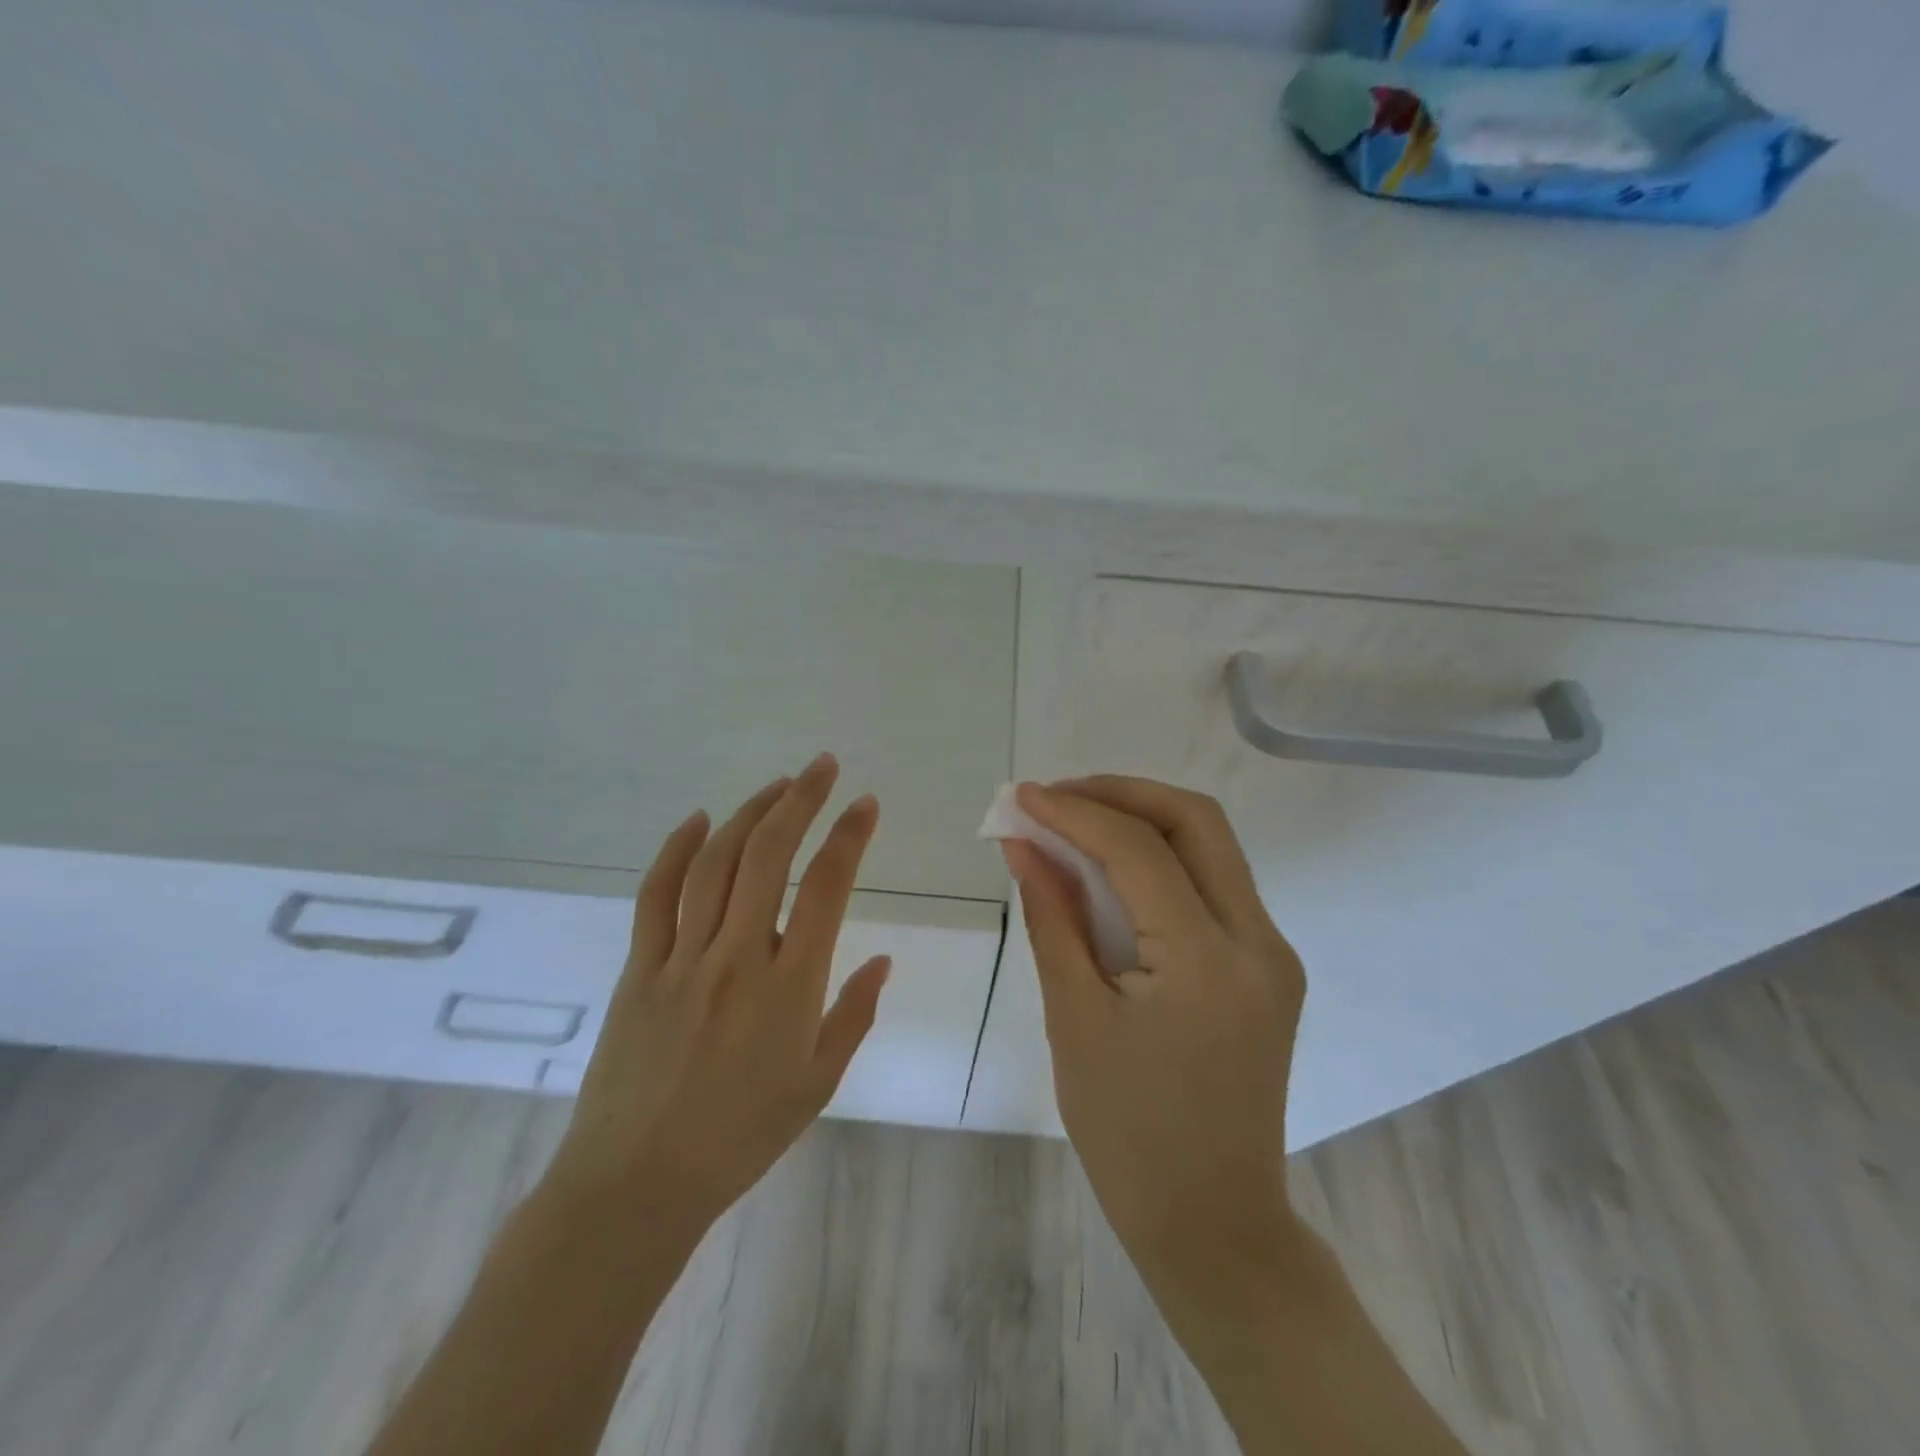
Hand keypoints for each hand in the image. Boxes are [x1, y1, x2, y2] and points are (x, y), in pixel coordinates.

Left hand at [545, 754, 890, 1234]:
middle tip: (822, 767)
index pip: (826, 888)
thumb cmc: (741, 1137)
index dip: (849, 837)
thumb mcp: (817, 1083)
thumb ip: (854, 1014)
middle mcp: (737, 957)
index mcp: (789, 986)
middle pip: (769, 856)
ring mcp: (682, 958)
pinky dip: (677, 850)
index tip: (865, 804)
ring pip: (715, 863)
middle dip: (800, 800)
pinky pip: (656, 895)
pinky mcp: (640, 968)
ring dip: (749, 814)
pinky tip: (699, 820)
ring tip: (776, 786)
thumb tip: (882, 960)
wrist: (637, 1183)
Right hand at [1002, 777, 1305, 1293]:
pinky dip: (1161, 859)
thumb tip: (1023, 844)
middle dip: (1121, 794)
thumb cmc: (1127, 1133)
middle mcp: (1259, 942)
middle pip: (1196, 821)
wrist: (1213, 1221)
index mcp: (1207, 963)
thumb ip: (1052, 917)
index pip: (1140, 850)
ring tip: (1074, 822)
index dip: (1076, 812)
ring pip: (1211, 845)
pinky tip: (1112, 870)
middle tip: (1057, 798)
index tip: (1022, 796)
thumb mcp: (1074, 1018)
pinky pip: (1214, 884)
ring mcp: (1273, 952)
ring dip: (1142, 819)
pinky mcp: (1269, 965)